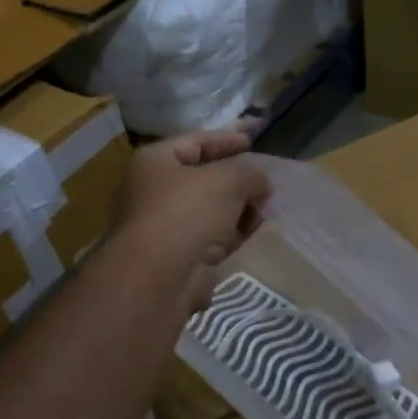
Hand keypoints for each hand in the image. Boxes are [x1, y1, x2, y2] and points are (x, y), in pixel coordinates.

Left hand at [108, 130, 271, 309]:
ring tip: (265, 211)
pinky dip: (229, 236)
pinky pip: (208, 240)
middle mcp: (152, 192)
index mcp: (154, 162)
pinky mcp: (174, 258)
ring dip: (236, 211)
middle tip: (264, 184)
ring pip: (207, 212)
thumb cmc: (186, 212)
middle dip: (236, 182)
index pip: (194, 142)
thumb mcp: (228, 180)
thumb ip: (250, 174)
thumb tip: (261, 184)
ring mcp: (162, 227)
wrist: (156, 278)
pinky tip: (252, 235)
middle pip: (201, 179)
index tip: (252, 142)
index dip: (225, 140)